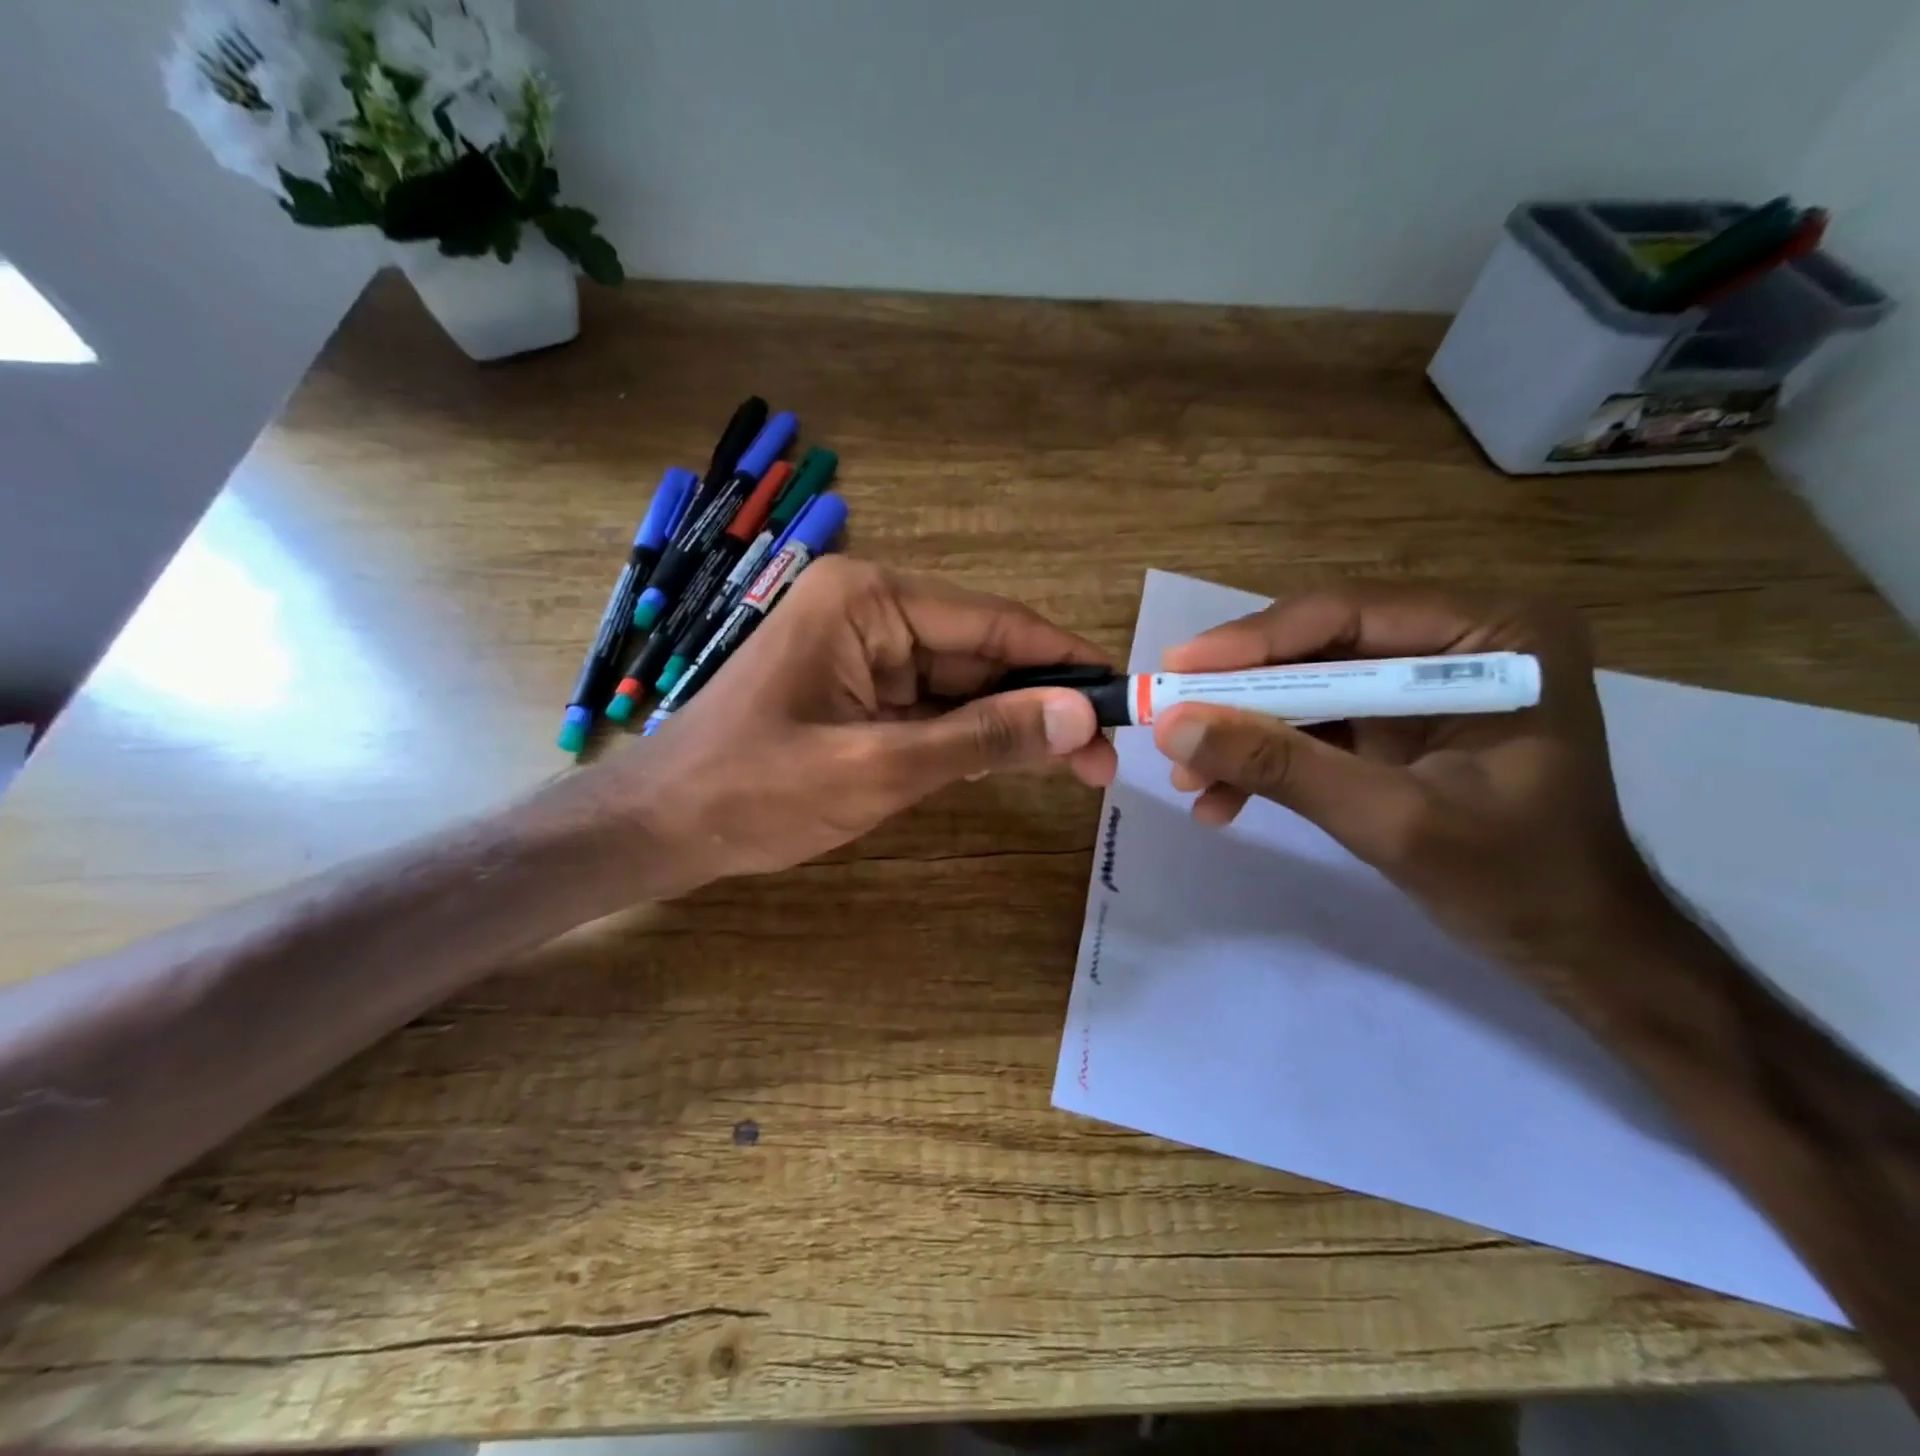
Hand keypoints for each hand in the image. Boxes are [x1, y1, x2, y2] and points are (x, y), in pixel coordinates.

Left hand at [580, 558, 1116, 897]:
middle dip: (1042, 703)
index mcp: (868, 601)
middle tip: (1107, 757)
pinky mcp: (857, 692)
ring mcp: (862, 653)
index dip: (1062, 660)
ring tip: (1081, 766)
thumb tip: (1081, 716)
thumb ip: (982, 737)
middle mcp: (869, 611)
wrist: (658, 828)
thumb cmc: (753, 791)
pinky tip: (1019, 759)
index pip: (991, 623)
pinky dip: (971, 735)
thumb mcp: (878, 767)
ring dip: (1013, 723)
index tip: (1124, 693)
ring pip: (961, 683)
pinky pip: (930, 707)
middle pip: (980, 653)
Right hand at [1152, 586, 1666, 985]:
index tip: (1174, 668)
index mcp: (1494, 633)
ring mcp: (1424, 681)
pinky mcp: (1397, 722)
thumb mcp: (1389, 819)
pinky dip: (1268, 759)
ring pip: (1306, 687)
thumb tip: (1173, 725)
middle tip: (1167, 719)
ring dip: (1244, 732)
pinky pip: (1315, 725)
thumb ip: (1281, 767)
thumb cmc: (1513, 881)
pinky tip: (1222, 799)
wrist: (1571, 946)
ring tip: (1186, 776)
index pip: (1349, 615)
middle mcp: (1459, 638)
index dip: (1252, 642)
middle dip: (1239, 695)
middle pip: (1317, 647)